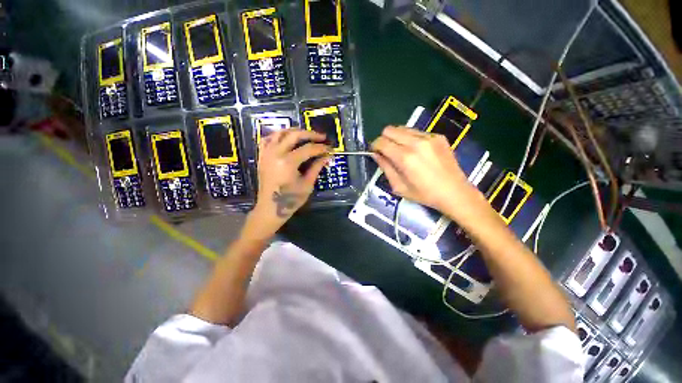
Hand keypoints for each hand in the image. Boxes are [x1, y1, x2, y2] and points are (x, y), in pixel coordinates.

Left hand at [245, 129, 330, 238]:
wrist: (271, 208)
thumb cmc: (291, 199)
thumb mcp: (307, 184)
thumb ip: (316, 167)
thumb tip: (327, 156)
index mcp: (288, 162)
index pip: (308, 149)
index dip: (321, 148)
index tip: (330, 148)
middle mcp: (275, 153)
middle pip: (294, 135)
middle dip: (310, 134)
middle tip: (321, 137)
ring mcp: (266, 153)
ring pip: (280, 133)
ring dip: (294, 131)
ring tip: (306, 135)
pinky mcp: (262, 156)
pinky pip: (268, 139)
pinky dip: (278, 135)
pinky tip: (286, 138)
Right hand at [371, 126, 473, 210]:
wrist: (455, 192)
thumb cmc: (424, 194)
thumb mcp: (399, 187)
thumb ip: (385, 168)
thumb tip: (376, 154)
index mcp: (405, 157)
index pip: (381, 141)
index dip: (374, 146)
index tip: (375, 152)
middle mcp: (416, 142)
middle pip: (390, 129)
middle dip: (384, 139)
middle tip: (387, 151)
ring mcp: (429, 137)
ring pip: (403, 128)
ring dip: (397, 138)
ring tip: (401, 151)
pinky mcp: (438, 136)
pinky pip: (416, 132)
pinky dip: (410, 138)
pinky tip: (417, 151)